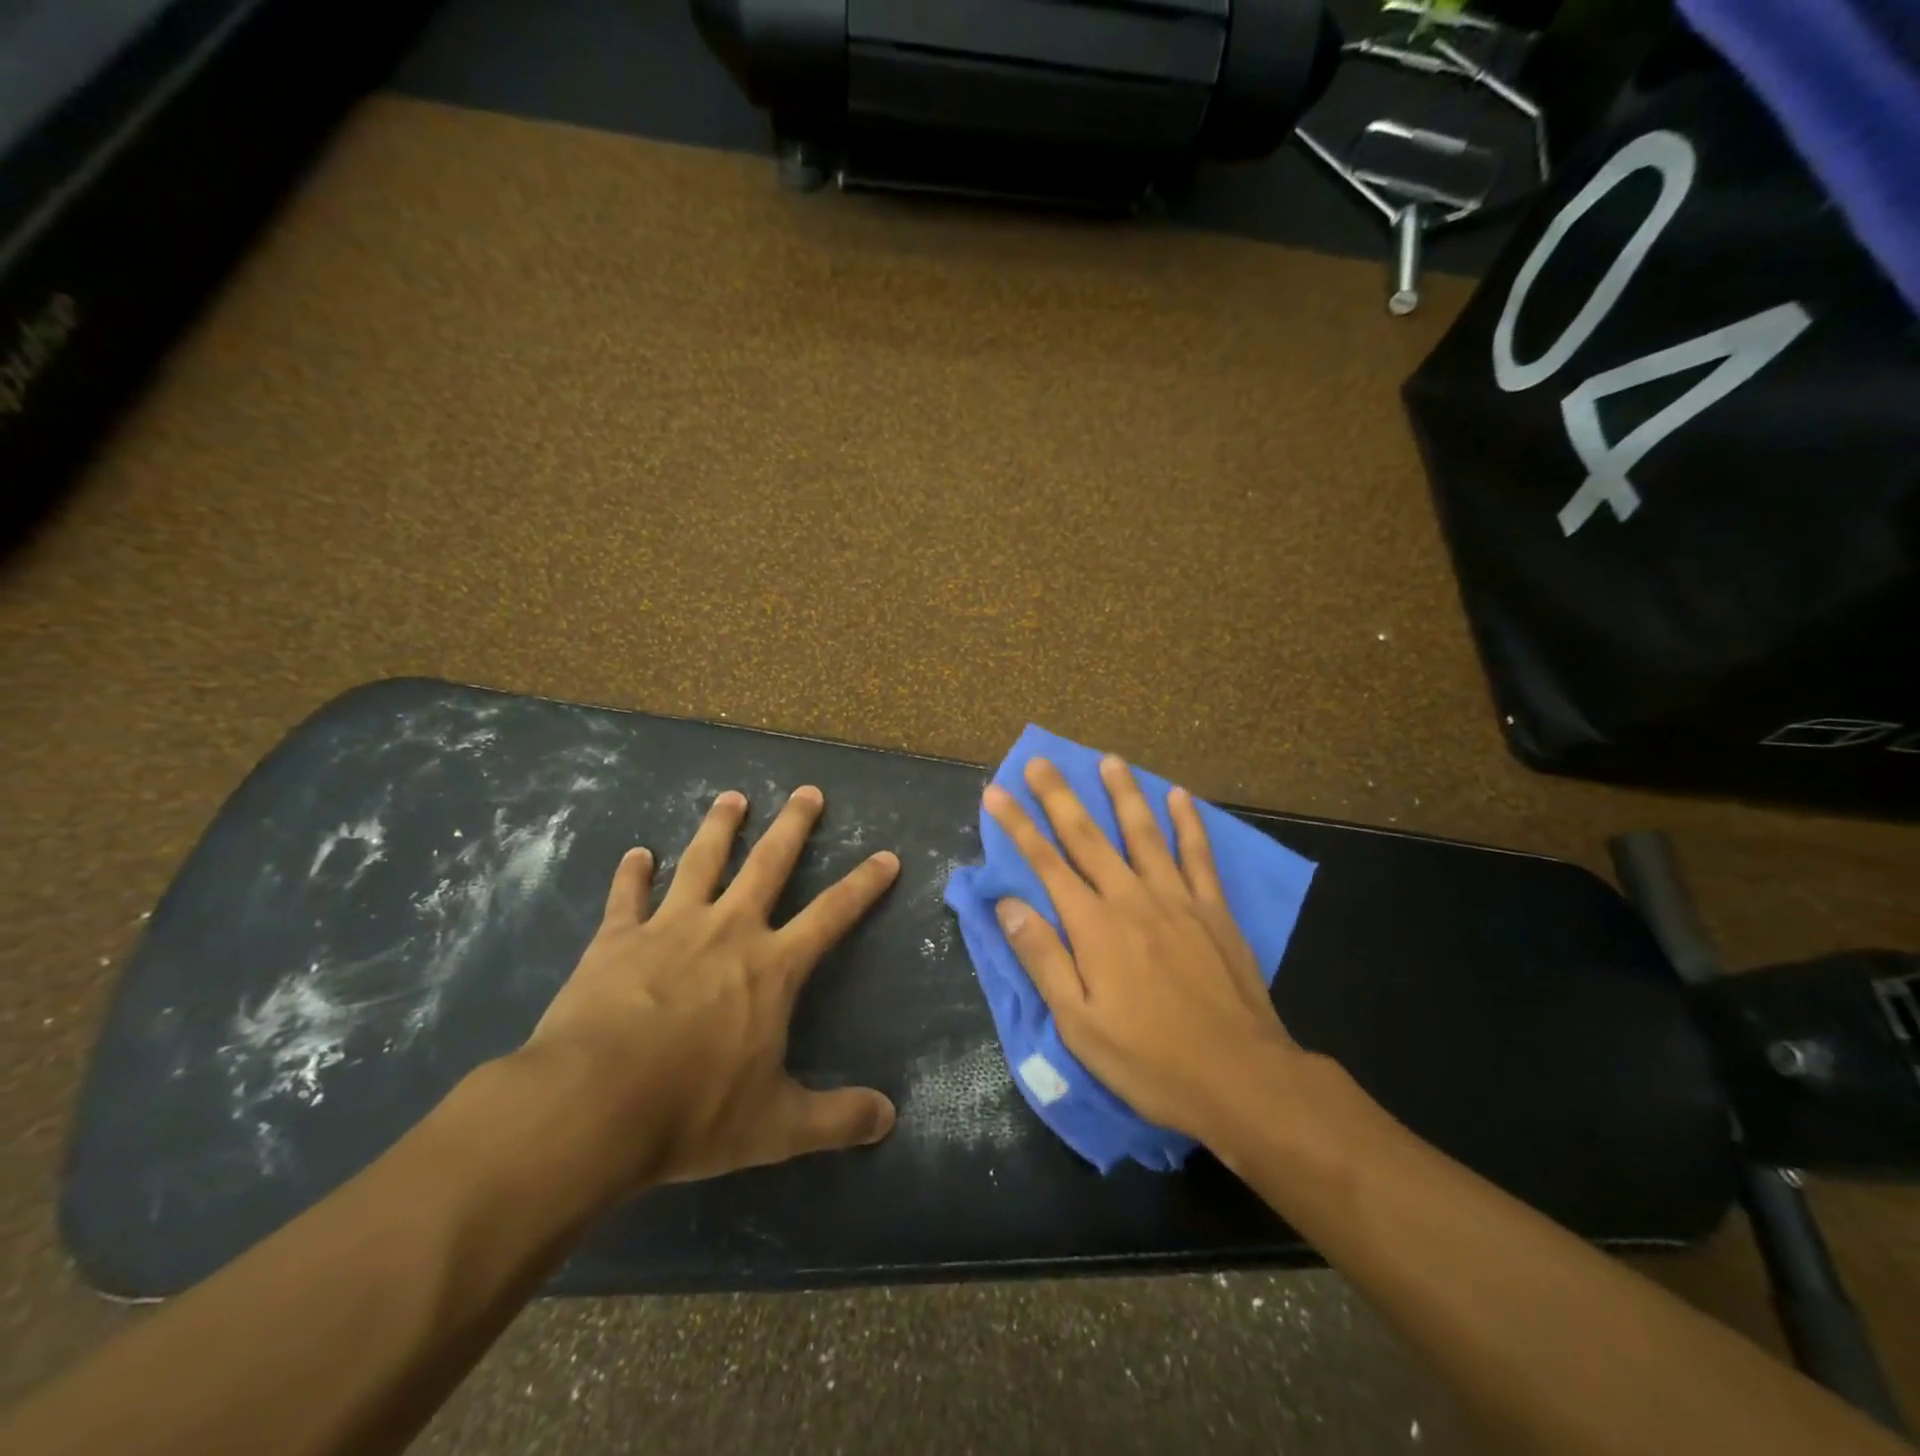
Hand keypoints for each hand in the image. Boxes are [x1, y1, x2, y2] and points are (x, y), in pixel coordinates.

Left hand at [519, 785, 899, 1194]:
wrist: (591, 1106)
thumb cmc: (692, 1112)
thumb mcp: (775, 1127)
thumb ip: (836, 1119)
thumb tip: (889, 1119)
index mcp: (772, 967)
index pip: (833, 914)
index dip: (864, 884)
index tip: (886, 856)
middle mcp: (728, 931)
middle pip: (768, 864)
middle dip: (793, 826)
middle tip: (807, 791)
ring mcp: (670, 928)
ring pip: (701, 861)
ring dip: (719, 827)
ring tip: (732, 797)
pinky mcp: (616, 939)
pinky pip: (627, 896)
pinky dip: (632, 873)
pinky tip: (637, 853)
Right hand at [984, 756, 1299, 1138]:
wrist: (1242, 1079)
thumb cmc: (1150, 1061)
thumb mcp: (1079, 1025)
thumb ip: (1044, 959)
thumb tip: (1009, 905)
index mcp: (1095, 927)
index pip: (1046, 864)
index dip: (1018, 826)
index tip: (996, 792)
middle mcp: (1132, 899)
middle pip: (1088, 837)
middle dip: (1059, 797)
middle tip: (1040, 761)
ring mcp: (1178, 900)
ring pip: (1144, 833)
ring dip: (1123, 794)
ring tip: (1109, 760)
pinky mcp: (1214, 910)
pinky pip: (1198, 855)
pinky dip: (1188, 823)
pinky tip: (1179, 795)